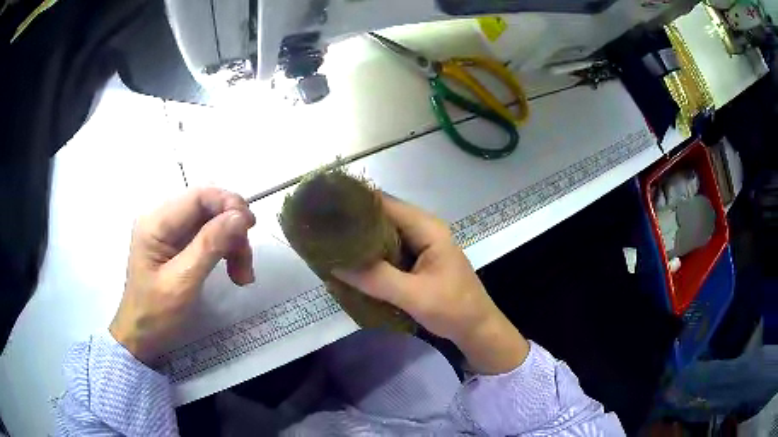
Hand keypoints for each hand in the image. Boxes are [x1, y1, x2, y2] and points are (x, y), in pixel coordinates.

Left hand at [110, 188, 255, 364]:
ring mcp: (171, 232)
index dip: (228, 204)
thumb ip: (209, 246)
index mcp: (156, 223)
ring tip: (242, 276)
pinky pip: (209, 237)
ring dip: (233, 244)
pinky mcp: (178, 245)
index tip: (251, 227)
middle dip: (232, 230)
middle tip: (246, 262)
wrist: (141, 336)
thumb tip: (241, 217)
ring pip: (213, 222)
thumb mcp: (182, 282)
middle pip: (208, 208)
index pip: (199, 196)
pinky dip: (226, 251)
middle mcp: (163, 219)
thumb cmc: (155, 314)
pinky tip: (235, 273)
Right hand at [334, 195, 528, 373]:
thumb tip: (334, 263)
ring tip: (330, 245)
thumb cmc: (453, 309)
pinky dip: (371, 256)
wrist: (477, 329)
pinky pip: (388, 251)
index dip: (355, 203)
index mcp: (427, 227)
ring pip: (384, 235)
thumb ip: (376, 278)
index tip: (326, 210)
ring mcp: (420, 245)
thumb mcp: (414, 295)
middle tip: (323, 231)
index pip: (385, 203)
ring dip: (361, 241)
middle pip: (382, 217)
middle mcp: (423, 229)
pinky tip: (351, 263)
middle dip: (354, 223)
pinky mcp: (416, 261)